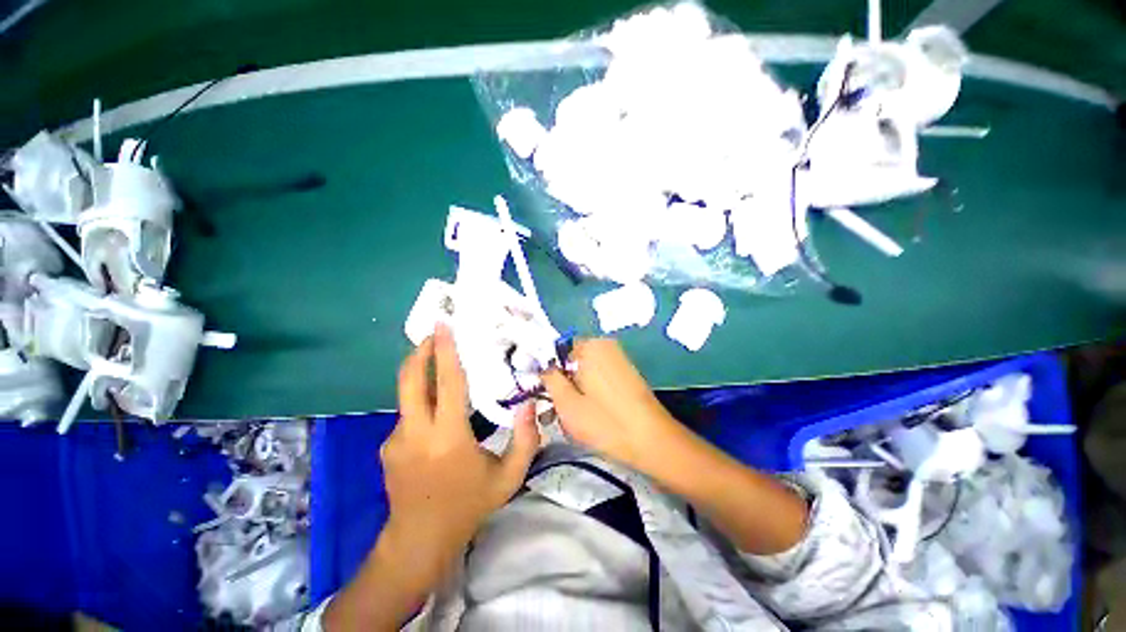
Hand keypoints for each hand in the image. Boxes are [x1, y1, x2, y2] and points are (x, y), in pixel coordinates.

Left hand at [382, 323, 540, 561]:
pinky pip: (408, 415)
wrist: (419, 541)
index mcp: (447, 436)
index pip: (447, 383)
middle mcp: (415, 432)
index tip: (443, 326)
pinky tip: (437, 418)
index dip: (445, 351)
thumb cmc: (468, 505)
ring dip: (423, 378)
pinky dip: (422, 405)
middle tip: (433, 333)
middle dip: (420, 352)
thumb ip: (526, 439)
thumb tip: (529, 404)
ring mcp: (395, 440)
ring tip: (443, 373)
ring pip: (408, 396)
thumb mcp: (508, 477)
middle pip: (411, 380)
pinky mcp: (387, 446)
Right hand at [543, 338, 808, 554]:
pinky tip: (591, 412)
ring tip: (573, 416)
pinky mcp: (627, 371)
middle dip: (562, 381)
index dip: (548, 372)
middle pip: (571, 359)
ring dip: (575, 388)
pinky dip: (591, 389)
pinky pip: (599, 374)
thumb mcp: (567, 403)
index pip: (556, 350)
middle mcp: (605, 344)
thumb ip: (549, 379)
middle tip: (558, 409)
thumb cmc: (605, 422)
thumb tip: (542, 366)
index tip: (545, 394)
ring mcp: (618, 357)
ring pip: (585, 369)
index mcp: (590, 346)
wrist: (653, 440)